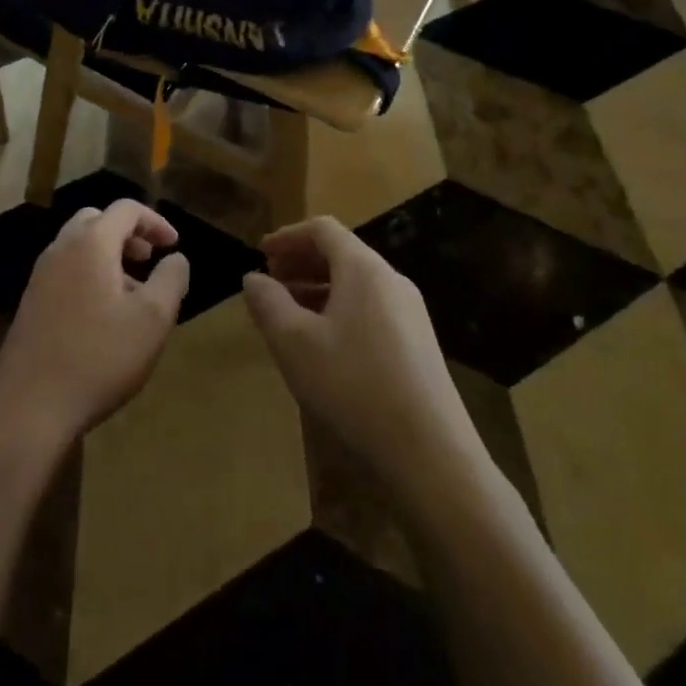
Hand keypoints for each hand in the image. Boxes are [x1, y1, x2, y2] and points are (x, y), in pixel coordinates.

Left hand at [0, 200, 189, 455]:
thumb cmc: (98, 358)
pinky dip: (88, 274)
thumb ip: (171, 280)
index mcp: (90, 243)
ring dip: (108, 255)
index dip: (155, 221)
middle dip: (127, 233)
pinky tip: (102, 315)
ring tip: (131, 291)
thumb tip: (176, 258)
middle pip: (96, 220)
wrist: (28, 408)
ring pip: (78, 246)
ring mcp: (40, 276)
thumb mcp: (152, 320)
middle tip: (148, 259)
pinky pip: (64, 271)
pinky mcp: (30, 303)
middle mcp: (60, 249)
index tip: (173, 246)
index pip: (125, 209)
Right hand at [242, 217, 485, 499]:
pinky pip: (371, 309)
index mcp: (363, 269)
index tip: (260, 254)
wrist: (432, 456)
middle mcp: (391, 280)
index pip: (322, 229)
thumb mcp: (294, 343)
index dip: (287, 236)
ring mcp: (410, 313)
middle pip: (341, 254)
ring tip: (289, 314)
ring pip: (356, 284)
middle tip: (270, 282)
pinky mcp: (418, 345)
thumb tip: (253, 278)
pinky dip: (339, 311)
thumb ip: (268, 304)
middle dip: (301, 262)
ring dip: (318, 289)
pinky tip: (324, 345)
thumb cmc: (354, 386)